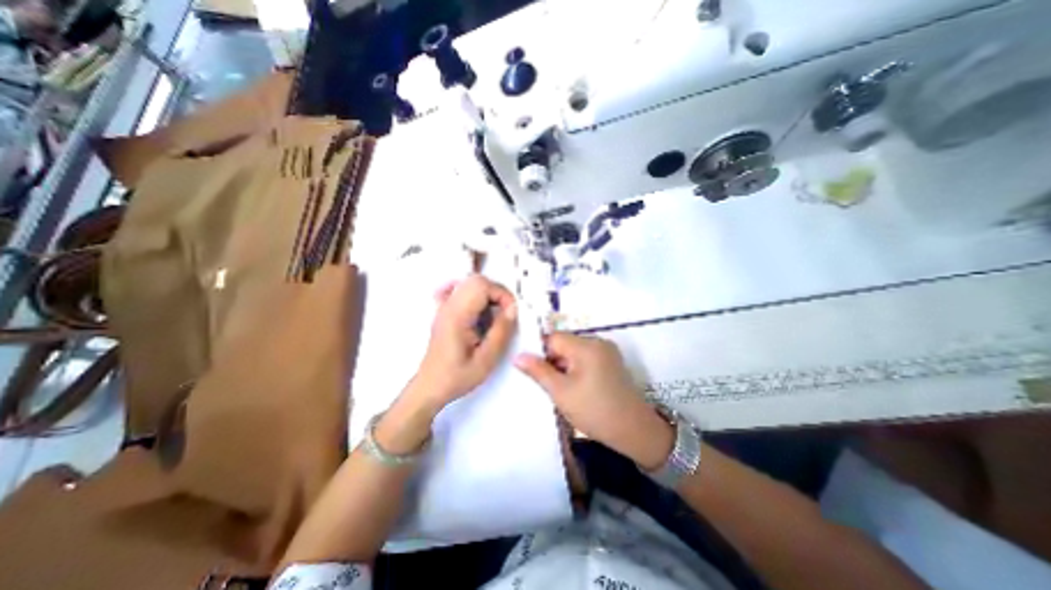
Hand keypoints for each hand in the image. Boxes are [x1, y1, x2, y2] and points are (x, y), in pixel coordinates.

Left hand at [409, 275, 515, 412]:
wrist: (430, 387)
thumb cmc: (457, 376)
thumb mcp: (486, 360)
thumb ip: (501, 332)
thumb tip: (513, 309)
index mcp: (457, 316)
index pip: (482, 285)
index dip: (502, 294)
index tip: (511, 313)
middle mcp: (448, 305)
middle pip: (476, 280)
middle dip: (497, 293)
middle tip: (505, 314)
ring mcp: (444, 306)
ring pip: (470, 283)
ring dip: (488, 295)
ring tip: (494, 317)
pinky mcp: (445, 311)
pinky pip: (461, 290)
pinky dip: (475, 295)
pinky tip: (479, 310)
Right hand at [516, 336, 673, 469]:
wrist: (634, 431)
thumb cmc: (594, 411)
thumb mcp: (561, 392)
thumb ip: (538, 371)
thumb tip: (518, 356)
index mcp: (586, 345)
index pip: (554, 338)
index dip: (541, 352)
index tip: (534, 372)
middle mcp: (598, 342)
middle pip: (565, 344)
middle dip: (553, 361)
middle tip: (548, 384)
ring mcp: (607, 351)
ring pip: (574, 352)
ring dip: (564, 366)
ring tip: (562, 389)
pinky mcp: (612, 362)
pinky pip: (586, 358)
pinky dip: (577, 369)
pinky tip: (576, 387)